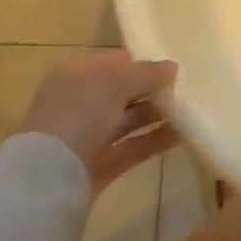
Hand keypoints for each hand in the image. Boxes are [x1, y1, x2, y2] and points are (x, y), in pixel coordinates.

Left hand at [20, 51, 179, 187]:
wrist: (49, 178)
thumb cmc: (79, 113)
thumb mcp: (116, 81)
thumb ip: (148, 72)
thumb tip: (173, 68)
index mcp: (75, 74)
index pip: (116, 62)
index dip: (145, 62)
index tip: (175, 64)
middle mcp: (80, 102)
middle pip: (125, 91)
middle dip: (154, 89)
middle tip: (189, 86)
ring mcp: (89, 135)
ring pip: (130, 119)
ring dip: (159, 114)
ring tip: (192, 109)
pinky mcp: (100, 164)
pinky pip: (134, 146)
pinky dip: (156, 140)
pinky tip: (184, 134)